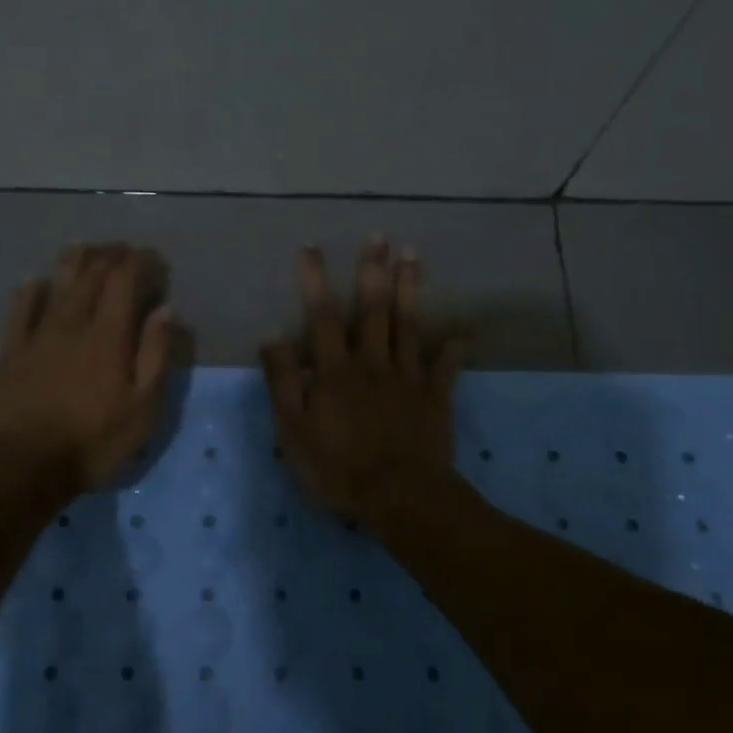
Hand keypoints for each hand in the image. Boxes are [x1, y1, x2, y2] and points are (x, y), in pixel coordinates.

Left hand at [0, 243, 177, 494]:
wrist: (24, 465)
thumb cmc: (93, 441)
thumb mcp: (144, 408)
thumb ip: (156, 354)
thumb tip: (165, 310)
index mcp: (109, 335)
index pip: (125, 279)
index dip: (141, 262)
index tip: (154, 260)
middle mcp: (73, 322)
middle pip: (92, 273)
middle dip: (112, 255)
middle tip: (126, 252)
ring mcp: (38, 333)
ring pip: (57, 282)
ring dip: (75, 260)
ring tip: (87, 248)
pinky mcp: (11, 349)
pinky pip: (19, 307)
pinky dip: (30, 288)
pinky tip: (35, 281)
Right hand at [261, 236, 466, 524]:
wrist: (400, 496)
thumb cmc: (338, 468)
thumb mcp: (293, 432)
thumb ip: (282, 384)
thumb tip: (272, 337)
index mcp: (335, 371)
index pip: (322, 316)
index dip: (315, 280)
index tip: (311, 247)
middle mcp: (372, 363)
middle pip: (373, 310)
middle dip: (373, 270)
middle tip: (379, 236)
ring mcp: (407, 378)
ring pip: (409, 325)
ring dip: (411, 289)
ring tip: (413, 255)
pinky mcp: (434, 398)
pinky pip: (445, 367)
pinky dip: (452, 349)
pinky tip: (460, 332)